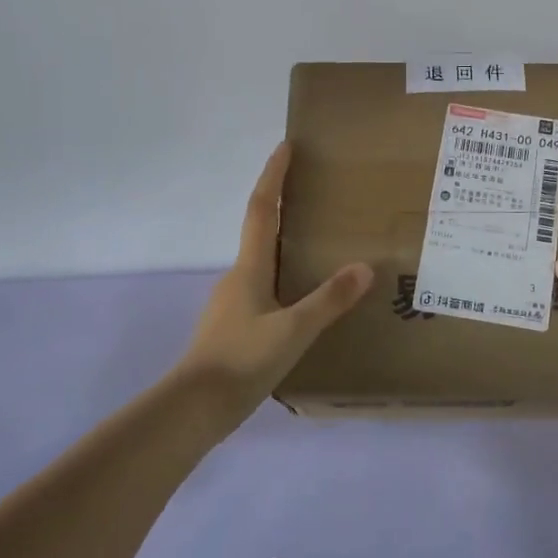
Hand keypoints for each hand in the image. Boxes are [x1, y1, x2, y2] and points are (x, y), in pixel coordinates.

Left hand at [176, 142, 371, 414]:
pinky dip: (282, 277)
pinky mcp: (232, 328)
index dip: (273, 176)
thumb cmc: (241, 361)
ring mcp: (231, 304)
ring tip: (316, 245)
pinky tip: (299, 299)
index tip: (285, 147)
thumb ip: (329, 300)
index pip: (263, 210)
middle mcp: (237, 278)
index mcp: (250, 269)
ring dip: (283, 244)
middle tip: (312, 192)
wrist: (192, 410)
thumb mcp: (294, 331)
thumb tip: (365, 266)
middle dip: (281, 205)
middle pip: (260, 231)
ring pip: (261, 262)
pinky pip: (262, 289)